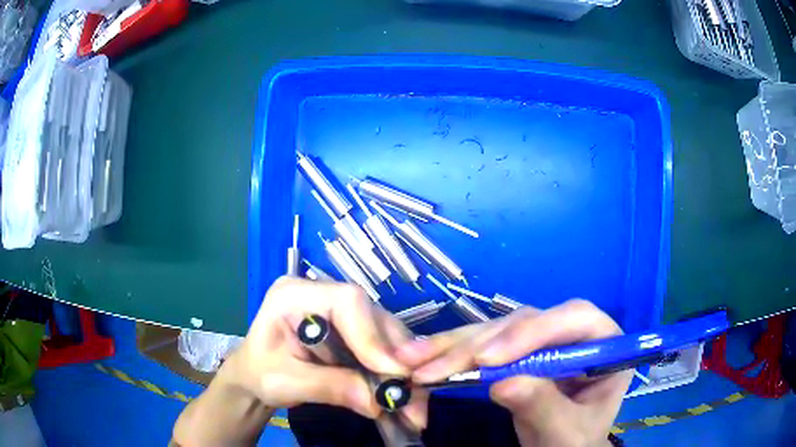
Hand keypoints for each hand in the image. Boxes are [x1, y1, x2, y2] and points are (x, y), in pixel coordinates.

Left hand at [223, 276, 427, 426]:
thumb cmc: (260, 374)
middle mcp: (325, 294)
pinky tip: (405, 396)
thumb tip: (378, 402)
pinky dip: (396, 373)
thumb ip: (330, 387)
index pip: (347, 301)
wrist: (255, 377)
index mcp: (295, 294)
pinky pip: (384, 346)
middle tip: (413, 396)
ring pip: (387, 333)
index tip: (393, 373)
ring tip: (414, 404)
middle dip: (397, 359)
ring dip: (405, 369)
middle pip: (374, 316)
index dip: (373, 336)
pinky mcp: (353, 328)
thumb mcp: (286, 383)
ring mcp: (341, 311)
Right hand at [397, 299, 630, 446]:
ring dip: (453, 346)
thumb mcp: (566, 433)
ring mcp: (541, 340)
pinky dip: (449, 354)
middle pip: (525, 322)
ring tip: (411, 360)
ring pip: (496, 330)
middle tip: (433, 368)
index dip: (531, 332)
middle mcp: (571, 332)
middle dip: (478, 345)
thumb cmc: (576, 440)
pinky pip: (482, 345)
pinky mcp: (516, 352)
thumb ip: (544, 408)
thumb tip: (503, 383)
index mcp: (602, 341)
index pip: (573, 318)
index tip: (487, 361)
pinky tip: (420, 358)